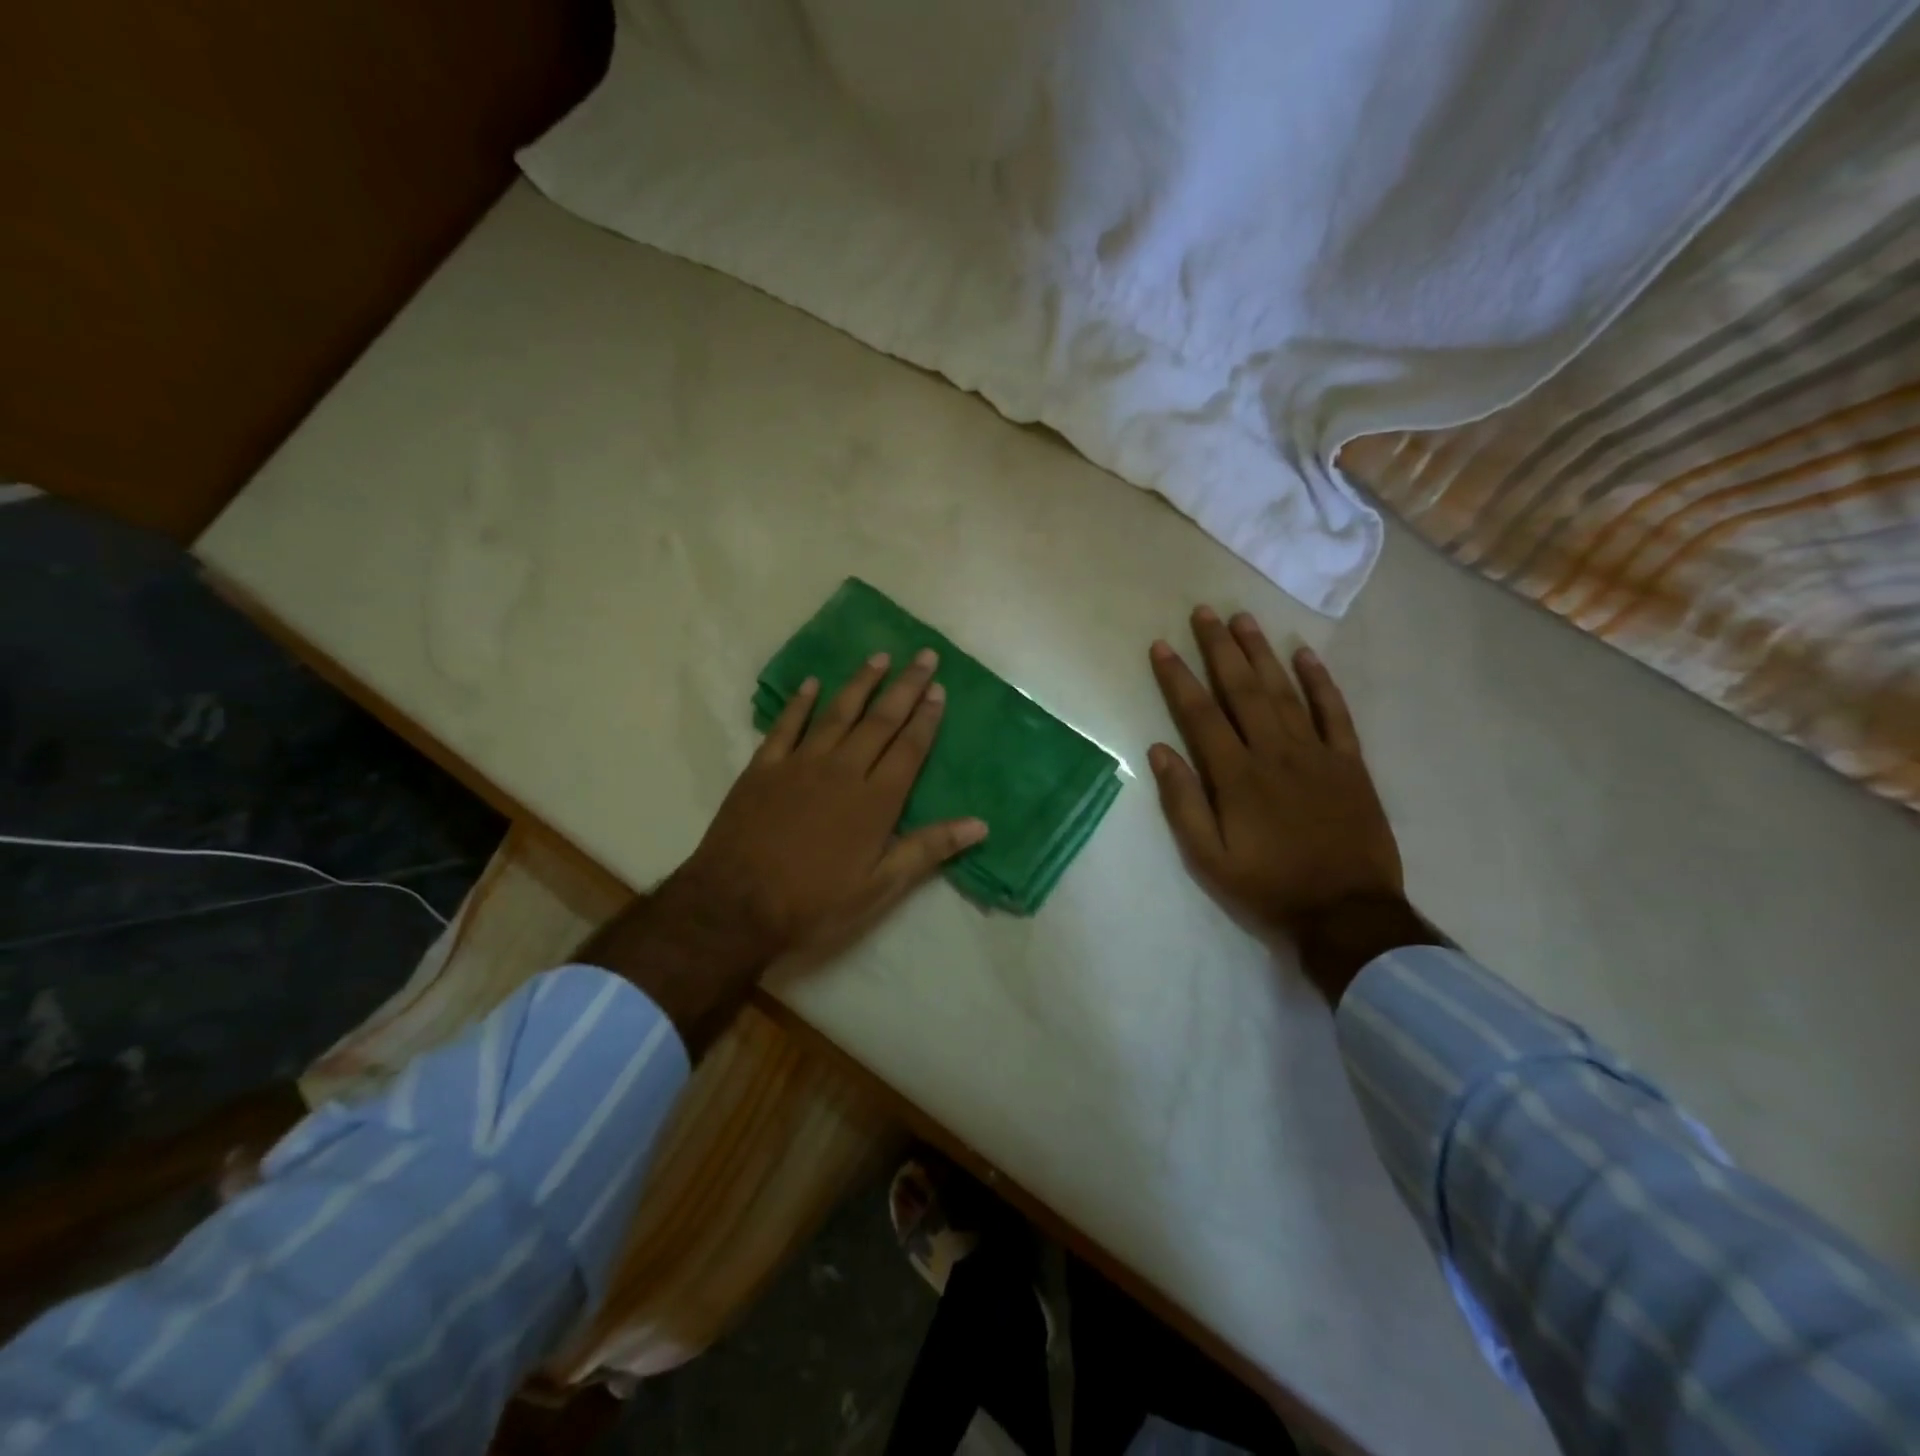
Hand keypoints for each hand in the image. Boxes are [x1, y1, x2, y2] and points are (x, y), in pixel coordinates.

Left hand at [583, 648, 986, 1052]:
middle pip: (880, 721)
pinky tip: (812, 684)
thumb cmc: (814, 902)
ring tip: (880, 657)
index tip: (939, 689)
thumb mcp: (879, 887)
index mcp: (875, 800)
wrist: (735, 905)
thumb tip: (980, 824)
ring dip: (861, 683)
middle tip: (924, 656)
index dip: (926, 717)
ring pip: (838, 713)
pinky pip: (786, 726)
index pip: (909, 748)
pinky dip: (800, 703)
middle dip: (905, 687)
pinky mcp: (763, 768)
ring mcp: (800, 764)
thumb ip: (927, 849)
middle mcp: (842, 770)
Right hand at [1147, 607, 1435, 1001]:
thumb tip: (1158, 750)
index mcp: (1236, 776)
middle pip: (1242, 689)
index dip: (1178, 678)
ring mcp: (1316, 754)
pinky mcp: (1349, 763)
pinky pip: (1335, 713)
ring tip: (1244, 619)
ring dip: (1262, 653)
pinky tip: (1305, 654)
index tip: (1162, 646)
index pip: (1200, 715)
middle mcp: (1274, 753)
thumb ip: (1183, 803)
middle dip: (1220, 648)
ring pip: (1284, 691)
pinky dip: (1320, 682)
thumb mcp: (1208, 859)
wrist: (1347, 912)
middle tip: (1204, 612)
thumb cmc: (1268, 886)